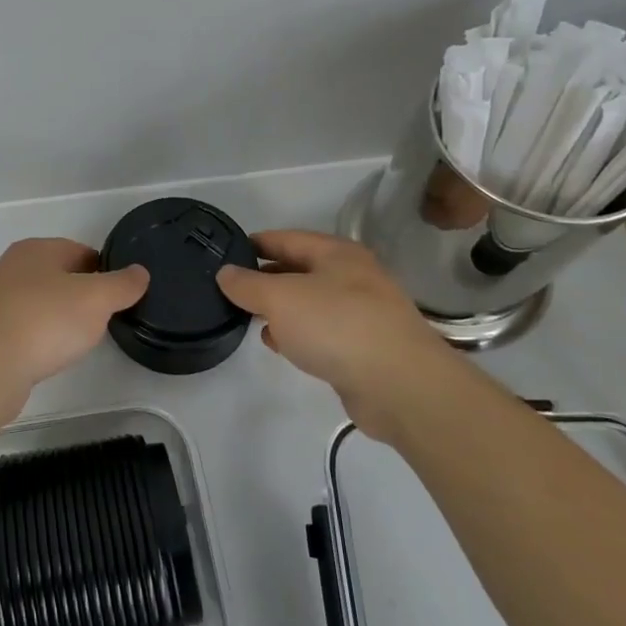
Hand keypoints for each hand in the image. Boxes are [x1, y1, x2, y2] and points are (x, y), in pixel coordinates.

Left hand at [0, 238, 148, 424]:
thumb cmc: (45, 321)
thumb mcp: (97, 299)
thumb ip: (122, 285)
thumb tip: (140, 272)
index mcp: (37, 249)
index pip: (80, 251)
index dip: (104, 270)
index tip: (120, 295)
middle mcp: (12, 267)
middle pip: (59, 276)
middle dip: (82, 295)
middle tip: (103, 319)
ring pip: (41, 303)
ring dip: (59, 318)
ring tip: (78, 340)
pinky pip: (24, 328)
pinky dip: (40, 338)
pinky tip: (49, 356)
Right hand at [217, 230, 452, 433]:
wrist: (401, 387)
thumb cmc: (336, 325)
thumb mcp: (279, 298)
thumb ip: (247, 284)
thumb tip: (225, 273)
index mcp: (336, 253)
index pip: (287, 238)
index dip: (256, 242)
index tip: (227, 252)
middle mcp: (353, 277)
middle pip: (299, 270)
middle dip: (266, 278)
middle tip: (232, 289)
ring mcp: (363, 313)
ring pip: (310, 303)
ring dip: (281, 309)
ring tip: (250, 318)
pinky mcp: (365, 348)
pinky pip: (322, 332)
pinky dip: (299, 334)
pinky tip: (280, 345)